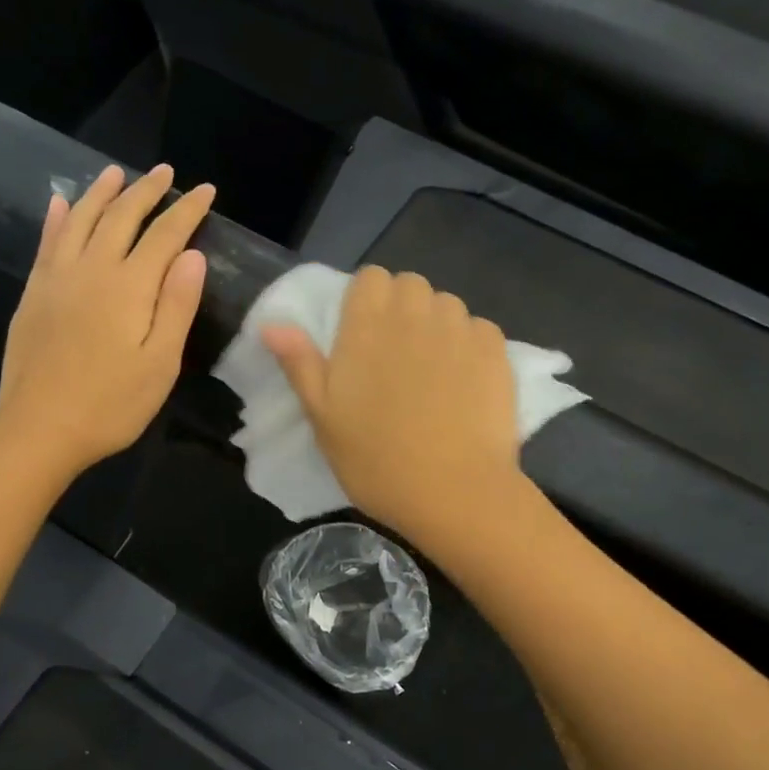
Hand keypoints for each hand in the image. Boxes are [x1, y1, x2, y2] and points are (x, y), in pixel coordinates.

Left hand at [0, 164, 211, 483]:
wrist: (41, 427)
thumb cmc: (112, 403)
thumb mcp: (161, 363)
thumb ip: (177, 305)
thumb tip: (193, 255)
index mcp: (130, 286)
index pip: (165, 235)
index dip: (187, 210)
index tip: (205, 191)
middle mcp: (92, 269)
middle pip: (121, 217)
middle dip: (146, 191)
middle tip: (165, 173)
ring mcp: (57, 278)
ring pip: (80, 219)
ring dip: (102, 193)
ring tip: (117, 174)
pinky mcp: (35, 293)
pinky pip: (47, 241)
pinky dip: (57, 217)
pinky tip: (61, 203)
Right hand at [262, 267, 521, 540]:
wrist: (454, 491)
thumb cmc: (377, 460)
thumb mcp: (323, 419)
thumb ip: (300, 364)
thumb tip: (272, 324)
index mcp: (367, 324)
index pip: (371, 278)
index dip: (367, 301)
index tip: (363, 337)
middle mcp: (415, 313)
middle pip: (410, 285)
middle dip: (402, 309)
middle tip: (396, 358)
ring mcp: (460, 329)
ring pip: (446, 305)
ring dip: (437, 325)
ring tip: (434, 372)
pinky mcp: (496, 351)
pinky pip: (479, 329)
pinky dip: (471, 346)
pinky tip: (466, 383)